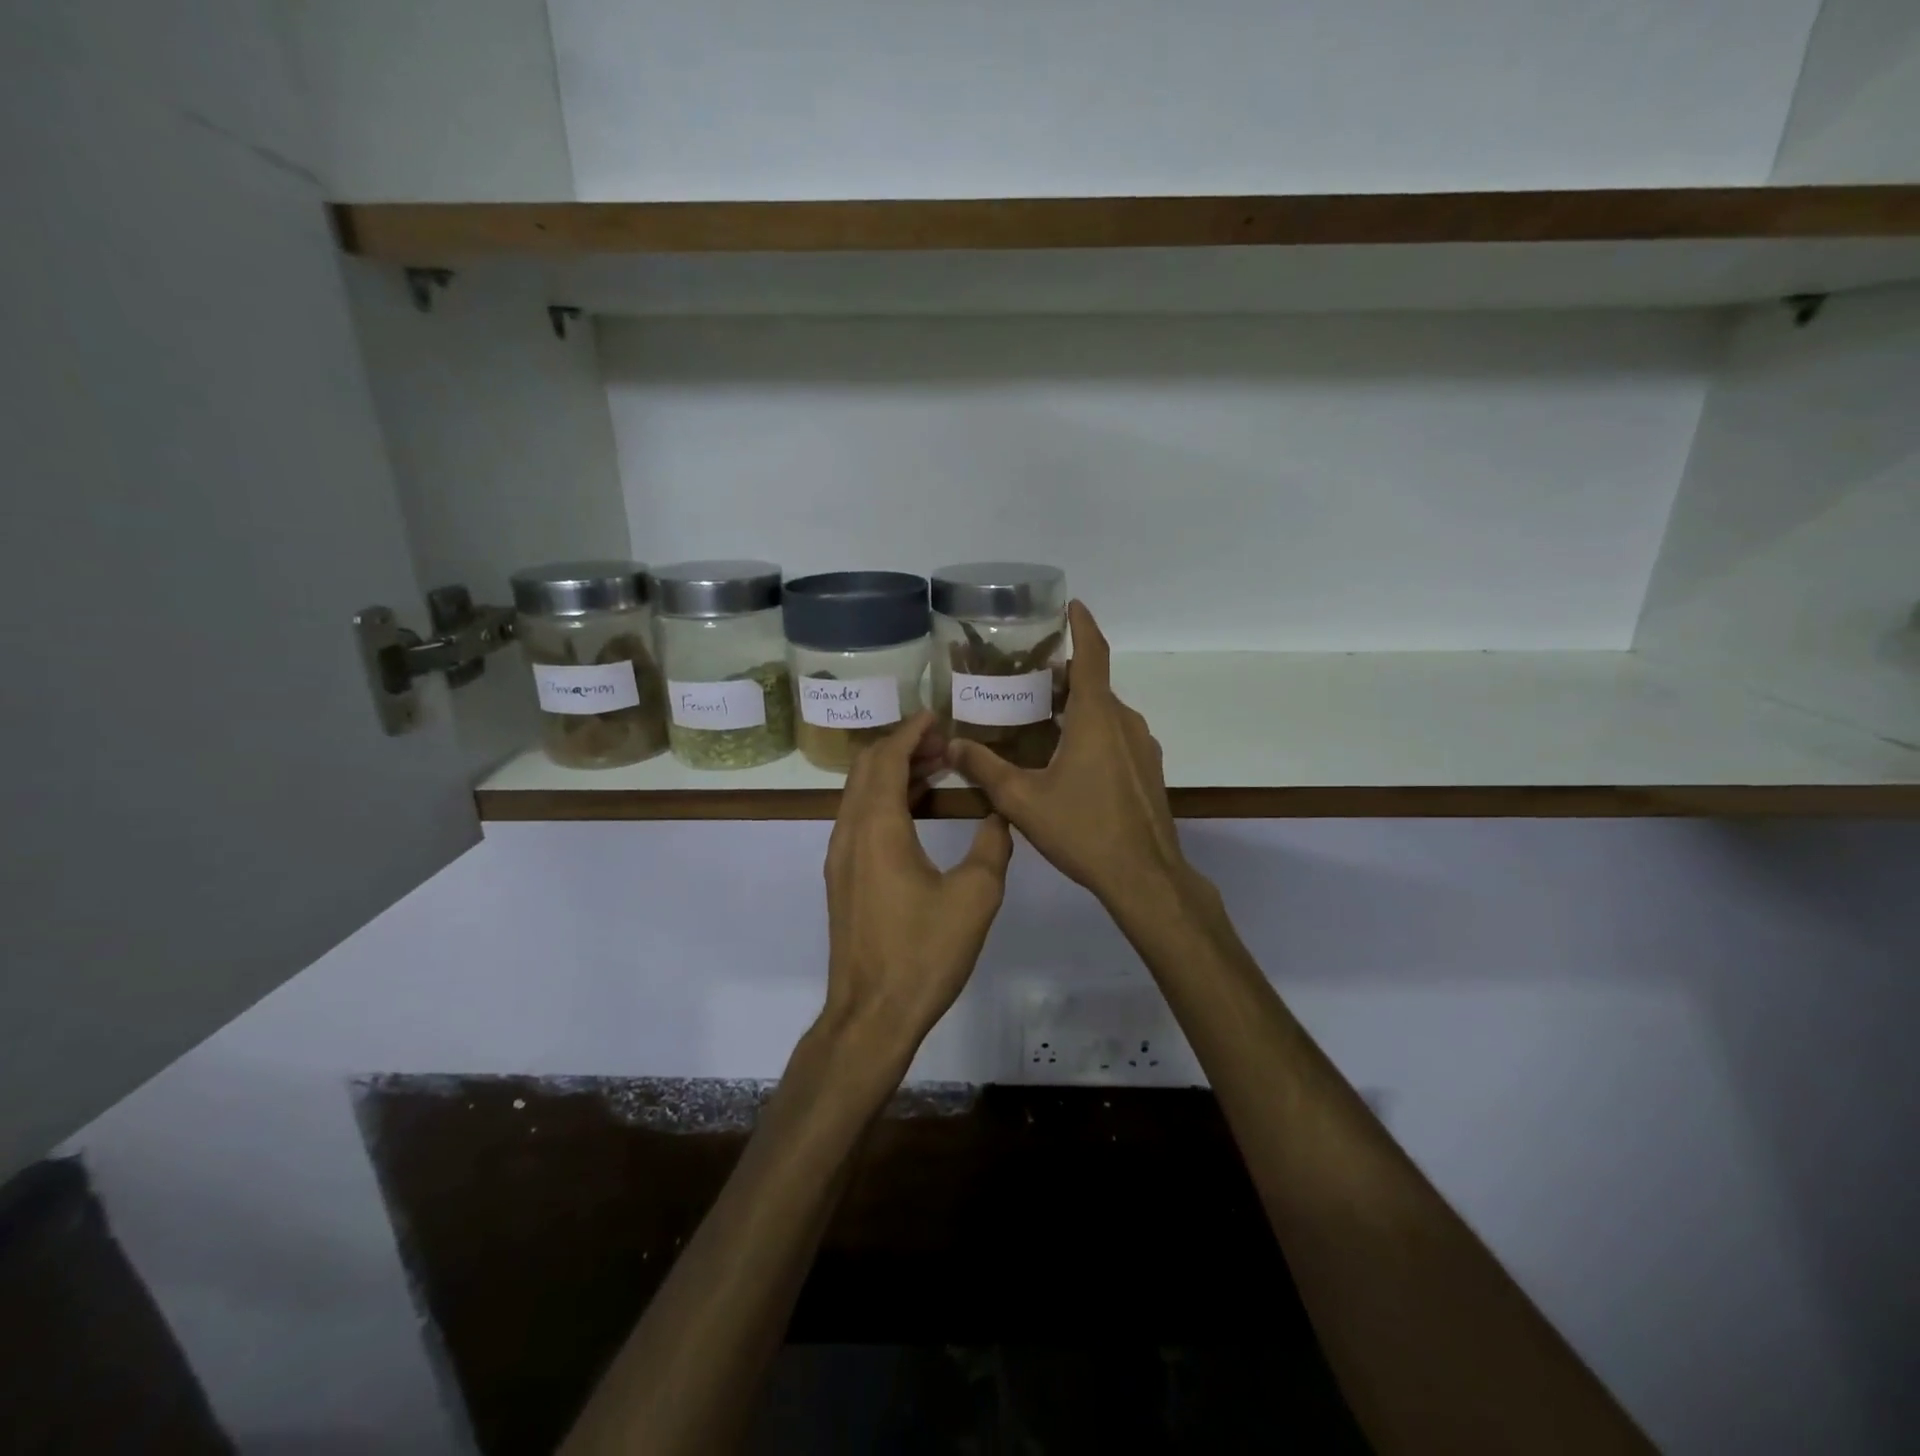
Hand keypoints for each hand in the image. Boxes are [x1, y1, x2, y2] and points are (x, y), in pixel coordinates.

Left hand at [819, 712, 1013, 1071]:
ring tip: (936, 769)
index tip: (937, 717)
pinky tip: (917, 812)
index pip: (886, 758)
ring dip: (893, 774)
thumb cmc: (923, 953)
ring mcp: (840, 857)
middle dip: (901, 747)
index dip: (910, 732)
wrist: (872, 1014)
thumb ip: (993, 845)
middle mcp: (849, 833)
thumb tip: (1001, 813)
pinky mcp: (843, 879)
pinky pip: (860, 819)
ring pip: (860, 794)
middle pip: (866, 769)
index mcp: (877, 828)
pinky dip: (885, 800)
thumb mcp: (975, 896)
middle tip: (942, 743)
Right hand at [946, 602, 1187, 911]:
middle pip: (1094, 685)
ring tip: (1041, 717)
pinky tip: (1068, 758)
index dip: (1083, 626)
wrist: (1144, 876)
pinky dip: (1093, 731)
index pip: (1093, 655)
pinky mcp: (1148, 771)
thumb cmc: (1083, 829)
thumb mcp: (1023, 800)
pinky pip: (1117, 736)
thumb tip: (954, 745)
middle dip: (1065, 675)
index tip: (1072, 605)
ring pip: (1106, 713)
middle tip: (1028, 677)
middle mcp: (1125, 722)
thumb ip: (986, 769)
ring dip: (1078, 707)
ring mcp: (1142, 747)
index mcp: (1097, 717)